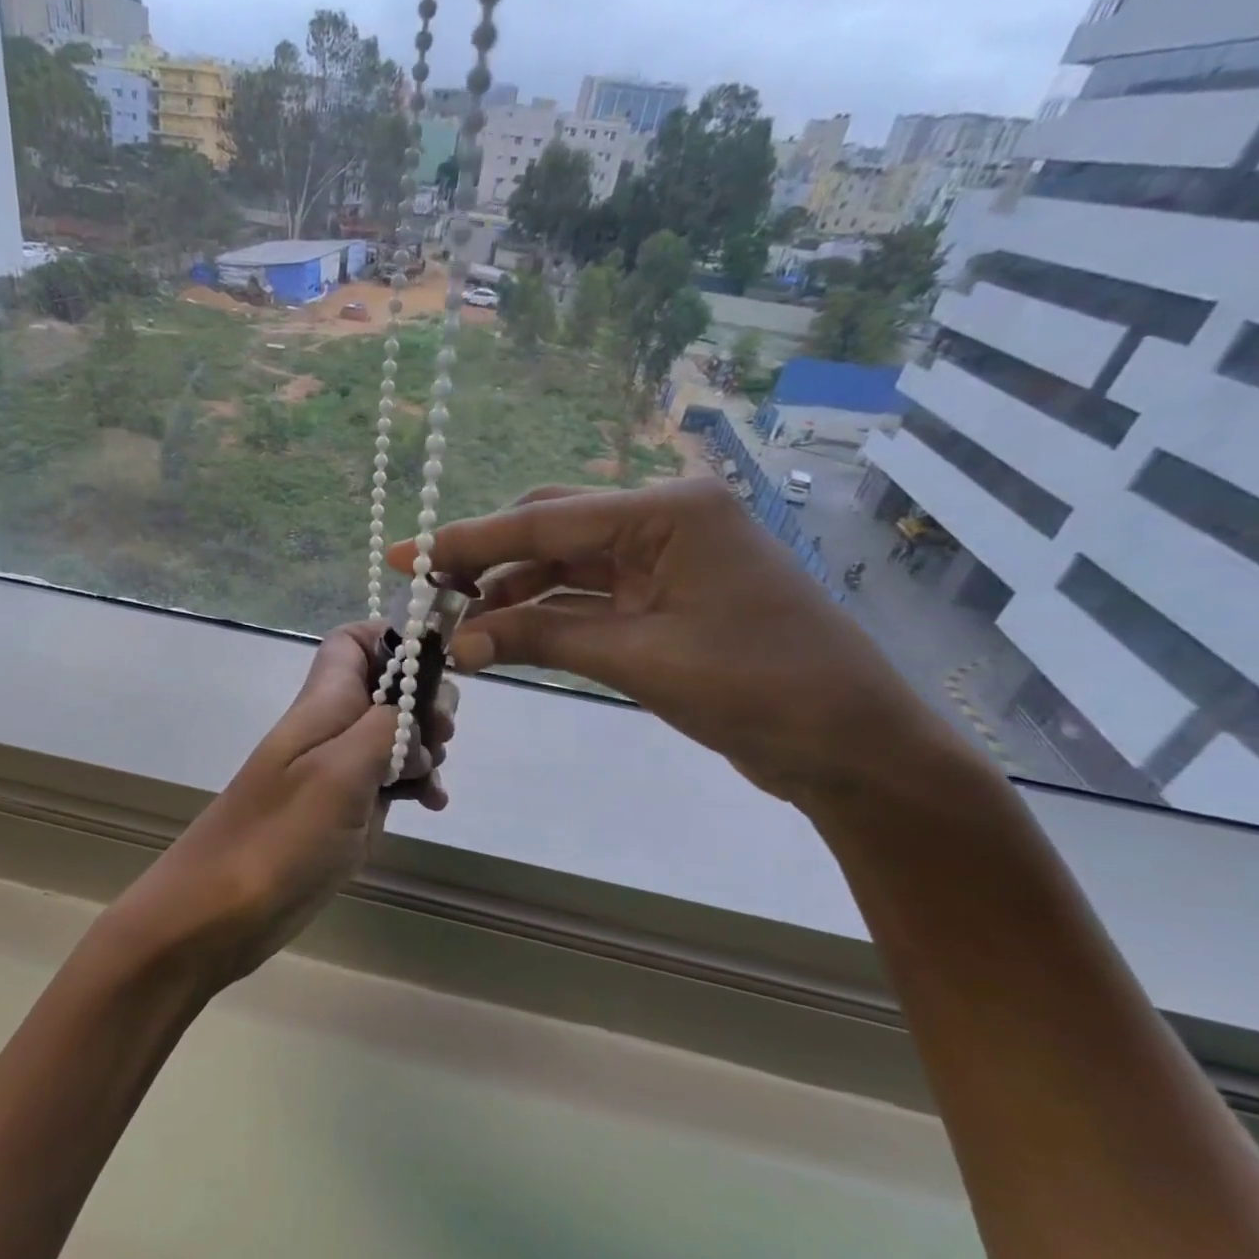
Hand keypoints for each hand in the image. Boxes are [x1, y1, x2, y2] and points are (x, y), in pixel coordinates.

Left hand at [117, 621, 454, 988]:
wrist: (219, 912)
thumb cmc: (279, 837)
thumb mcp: (340, 772)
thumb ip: (385, 726)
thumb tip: (415, 704)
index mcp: (322, 704)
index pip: (352, 642)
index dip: (393, 640)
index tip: (437, 665)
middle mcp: (329, 729)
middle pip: (384, 689)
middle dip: (423, 702)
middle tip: (441, 736)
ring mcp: (335, 772)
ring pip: (391, 736)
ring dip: (423, 749)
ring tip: (433, 778)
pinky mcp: (341, 811)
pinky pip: (385, 781)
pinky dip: (412, 785)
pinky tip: (430, 805)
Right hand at [389, 480, 976, 809]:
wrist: (853, 747)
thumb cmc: (759, 688)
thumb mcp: (639, 659)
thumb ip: (542, 639)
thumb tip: (459, 644)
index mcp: (668, 512)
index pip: (545, 522)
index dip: (467, 540)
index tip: (404, 552)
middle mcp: (663, 522)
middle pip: (552, 529)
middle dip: (486, 558)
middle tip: (426, 588)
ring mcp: (665, 561)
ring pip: (565, 565)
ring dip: (512, 594)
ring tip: (458, 626)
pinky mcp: (663, 601)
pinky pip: (587, 599)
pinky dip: (544, 617)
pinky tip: (503, 636)